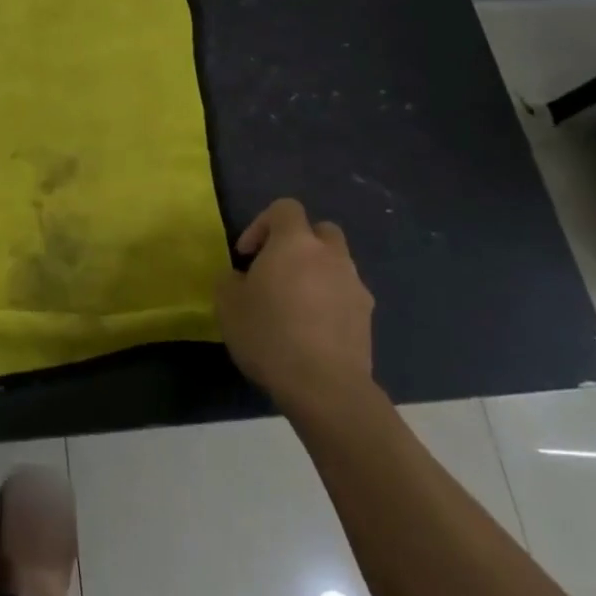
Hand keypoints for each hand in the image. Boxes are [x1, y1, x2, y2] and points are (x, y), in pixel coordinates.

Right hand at [219, 199, 374, 413]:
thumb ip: (230, 280)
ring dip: (317, 273)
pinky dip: (330, 302)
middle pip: (320, 230)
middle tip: (277, 269)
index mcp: (295, 243)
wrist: (324, 387)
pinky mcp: (367, 318)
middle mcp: (330, 256)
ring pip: (336, 264)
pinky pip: (346, 295)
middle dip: (299, 243)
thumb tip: (241, 278)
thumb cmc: (269, 334)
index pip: (285, 208)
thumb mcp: (228, 304)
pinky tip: (312, 330)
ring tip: (295, 304)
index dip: (262, 224)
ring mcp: (354, 286)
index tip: (247, 255)